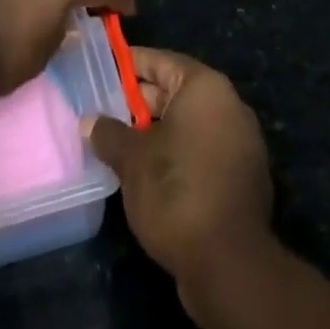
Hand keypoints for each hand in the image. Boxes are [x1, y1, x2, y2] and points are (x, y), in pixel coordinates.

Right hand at [86, 49, 272, 292]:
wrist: (230, 268)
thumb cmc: (177, 192)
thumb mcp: (132, 159)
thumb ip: (108, 134)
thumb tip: (88, 123)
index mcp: (206, 88)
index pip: (160, 61)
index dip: (128, 65)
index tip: (101, 69)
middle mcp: (228, 107)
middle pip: (175, 92)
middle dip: (138, 102)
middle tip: (102, 109)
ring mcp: (240, 145)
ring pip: (187, 125)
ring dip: (155, 132)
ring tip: (118, 143)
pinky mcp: (241, 180)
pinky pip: (200, 151)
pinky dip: (175, 155)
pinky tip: (146, 174)